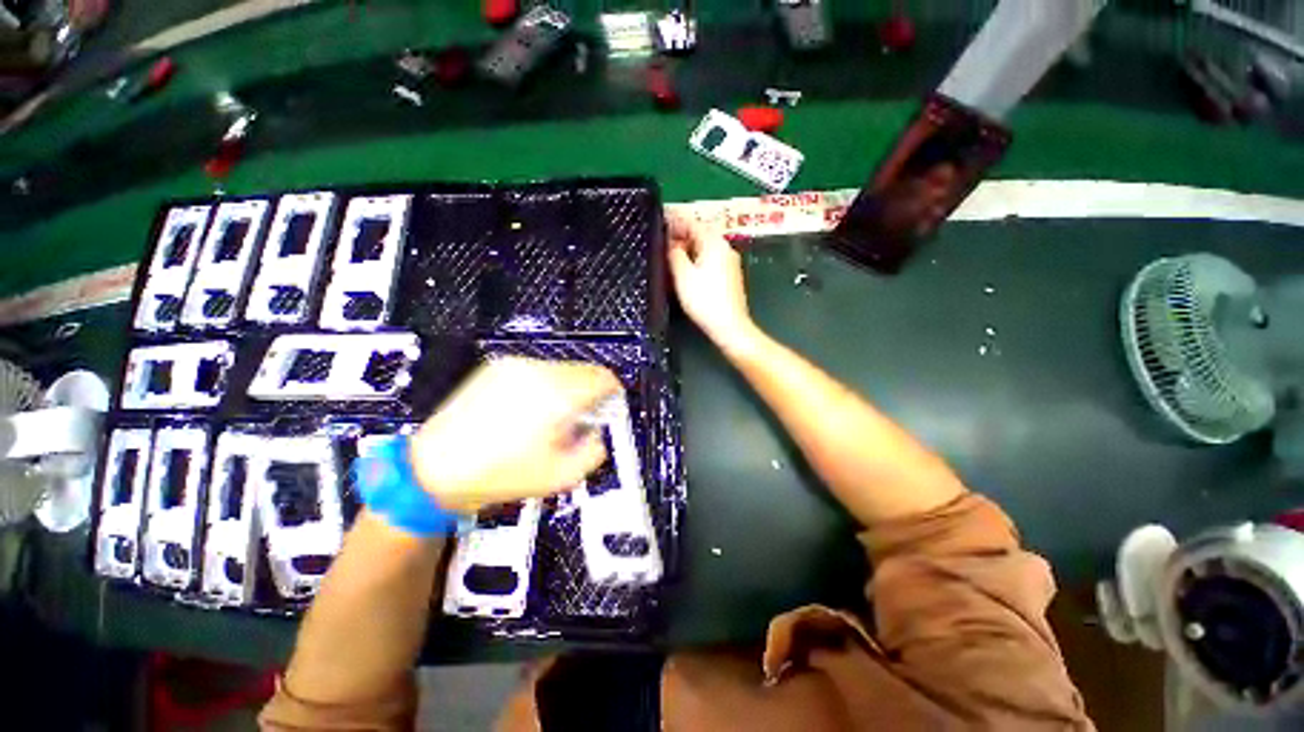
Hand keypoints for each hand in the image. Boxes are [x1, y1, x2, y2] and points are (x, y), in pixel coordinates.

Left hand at [409, 358, 621, 512]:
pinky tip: (530, 409)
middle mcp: (538, 372)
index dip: (613, 392)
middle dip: (591, 392)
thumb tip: (598, 432)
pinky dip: (547, 385)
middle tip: (582, 418)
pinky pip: (539, 370)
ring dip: (569, 388)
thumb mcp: (560, 476)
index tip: (609, 408)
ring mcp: (516, 366)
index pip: (602, 378)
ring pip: (562, 369)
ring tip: (553, 416)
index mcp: (556, 395)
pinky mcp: (498, 368)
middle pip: (585, 370)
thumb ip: (594, 451)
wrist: (435, 469)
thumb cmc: (501, 475)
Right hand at [667, 213, 758, 353]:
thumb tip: (672, 242)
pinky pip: (711, 258)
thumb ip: (675, 254)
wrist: (729, 326)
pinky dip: (698, 257)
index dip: (675, 221)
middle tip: (663, 239)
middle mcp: (725, 247)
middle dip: (682, 234)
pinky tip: (688, 267)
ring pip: (706, 247)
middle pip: (701, 233)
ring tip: (671, 253)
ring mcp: (730, 262)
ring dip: (689, 247)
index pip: (692, 223)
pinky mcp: (730, 275)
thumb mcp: (683, 275)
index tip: (660, 220)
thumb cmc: (704, 300)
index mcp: (714, 243)